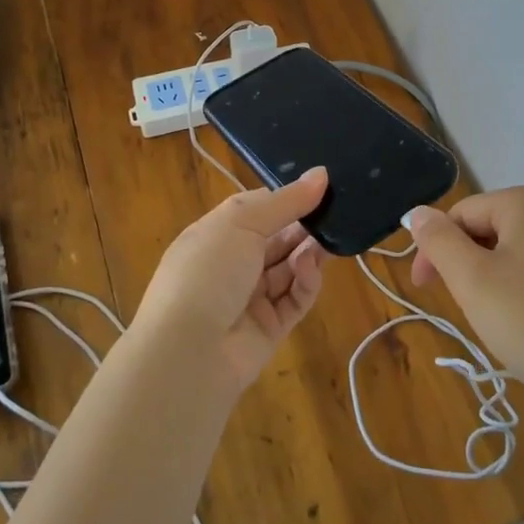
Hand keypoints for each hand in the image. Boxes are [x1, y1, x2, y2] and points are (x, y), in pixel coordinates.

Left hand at [132, 167, 330, 390]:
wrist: (188, 351)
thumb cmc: (208, 270)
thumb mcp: (243, 222)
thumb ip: (286, 200)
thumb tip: (322, 173)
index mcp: (216, 233)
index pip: (257, 209)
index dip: (286, 198)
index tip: (320, 187)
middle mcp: (232, 263)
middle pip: (277, 238)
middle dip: (304, 225)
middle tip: (335, 213)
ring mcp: (251, 297)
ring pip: (289, 267)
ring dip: (308, 253)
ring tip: (327, 241)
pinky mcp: (270, 327)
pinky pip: (295, 299)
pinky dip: (306, 282)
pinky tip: (310, 269)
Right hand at [407, 183, 523, 427]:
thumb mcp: (473, 281)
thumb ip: (439, 241)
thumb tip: (418, 212)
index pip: (461, 215)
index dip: (436, 251)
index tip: (424, 290)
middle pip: (486, 228)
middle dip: (466, 265)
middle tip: (466, 309)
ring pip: (510, 250)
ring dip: (490, 279)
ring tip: (497, 319)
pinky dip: (519, 288)